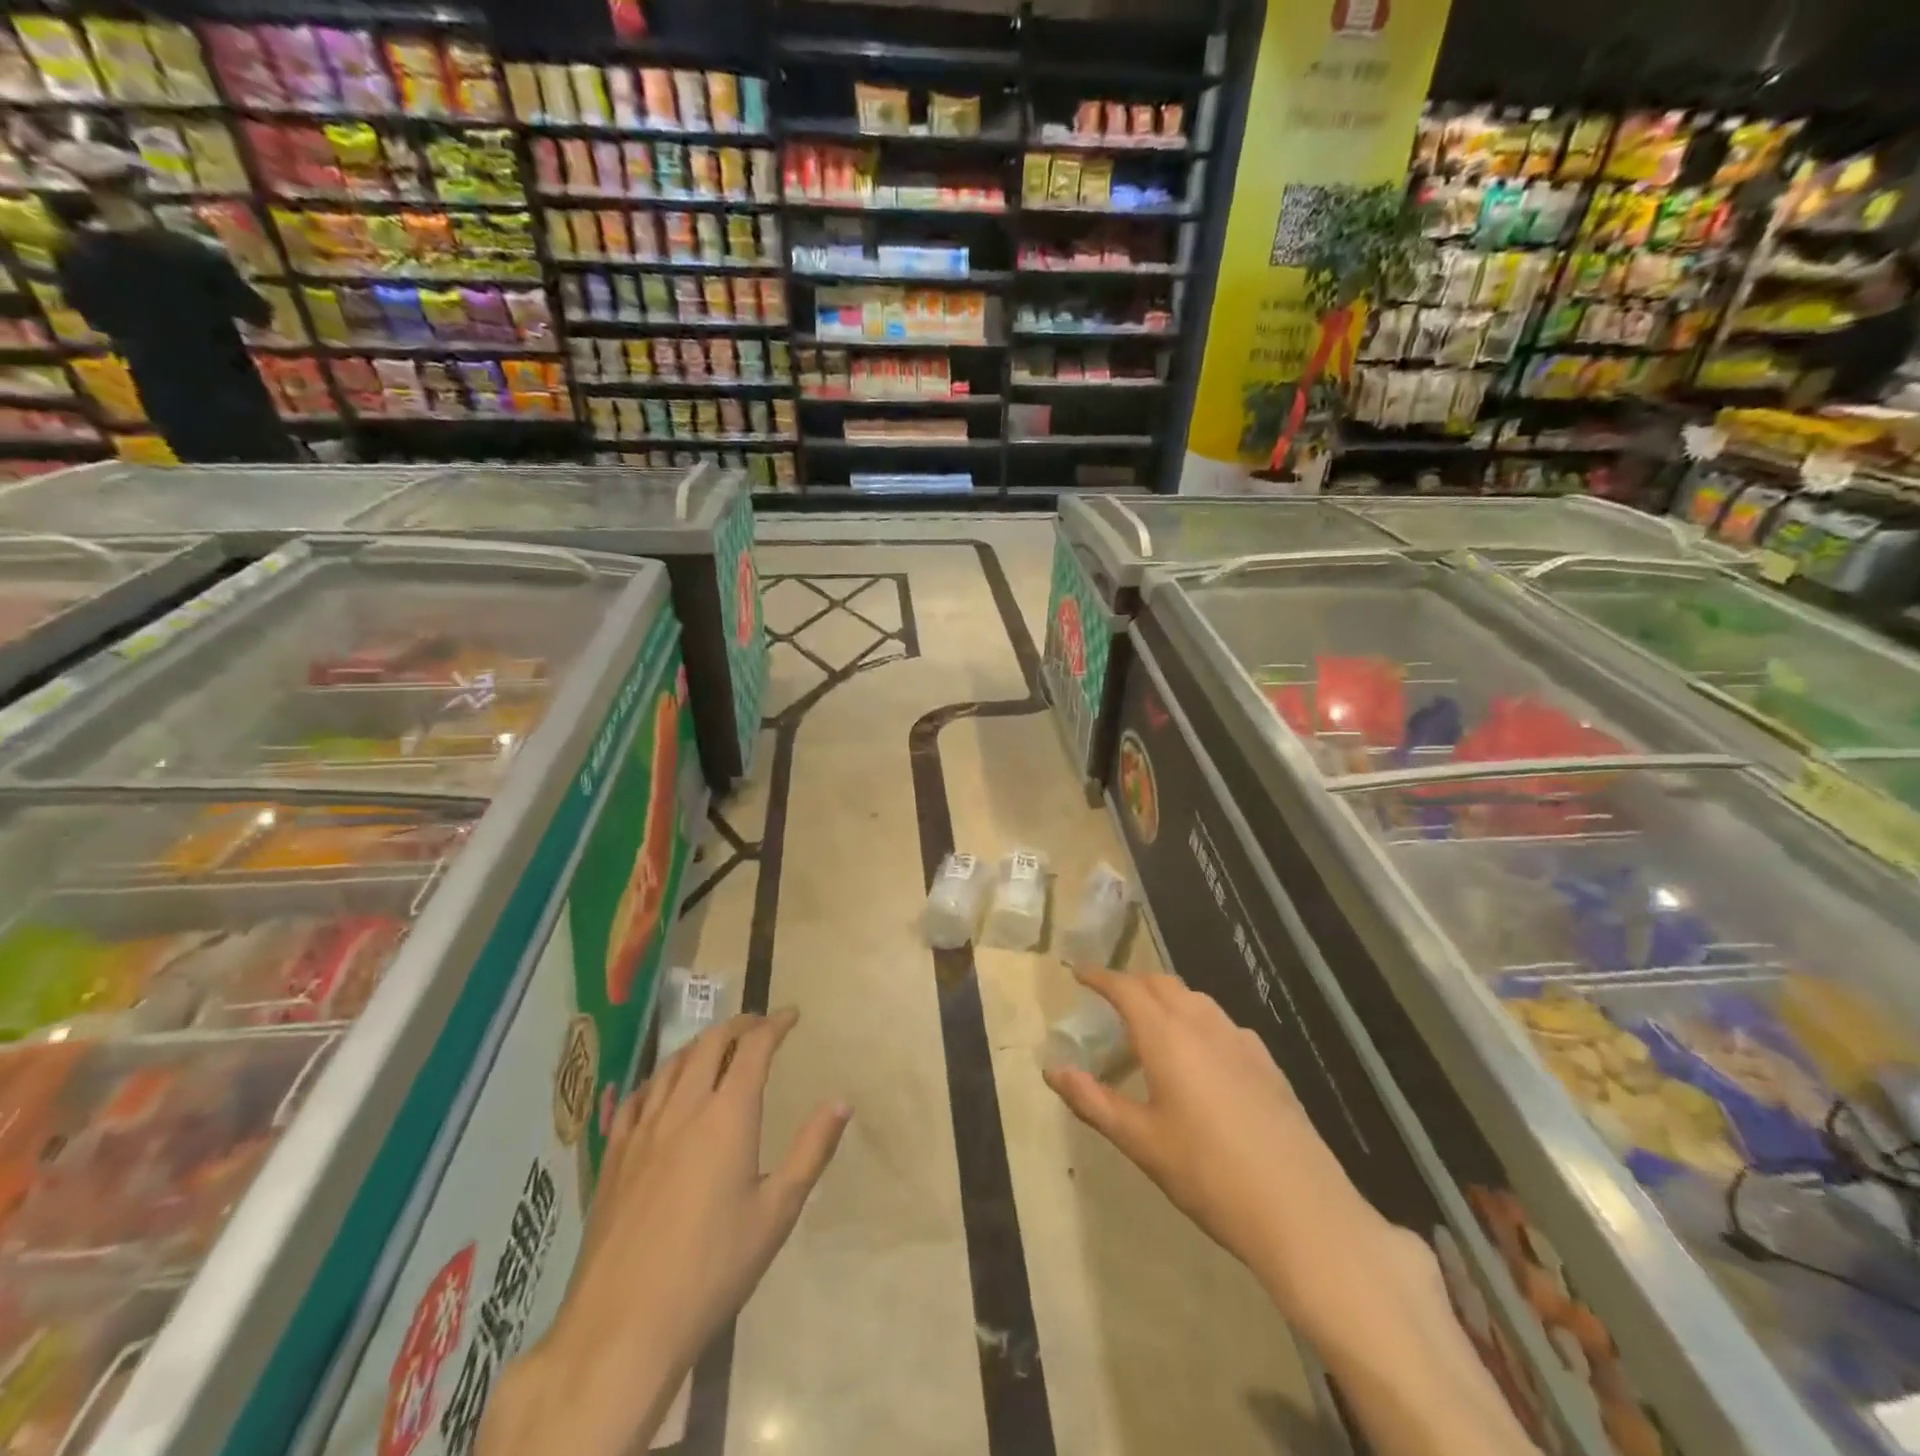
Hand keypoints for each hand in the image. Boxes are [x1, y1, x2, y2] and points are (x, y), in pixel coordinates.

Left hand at [479, 1009, 849, 1455]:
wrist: (623, 1326)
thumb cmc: (713, 1269)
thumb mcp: (776, 1213)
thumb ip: (811, 1151)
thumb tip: (842, 1101)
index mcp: (728, 1116)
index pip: (753, 1048)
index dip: (774, 1024)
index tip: (792, 1015)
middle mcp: (684, 1109)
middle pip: (710, 1044)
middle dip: (738, 1025)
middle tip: (758, 1025)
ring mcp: (642, 1130)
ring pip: (671, 1065)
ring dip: (699, 1045)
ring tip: (716, 1045)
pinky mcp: (614, 1156)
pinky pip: (636, 1097)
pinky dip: (659, 1077)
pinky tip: (661, 1088)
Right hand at [1042, 970, 1387, 1326]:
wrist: (1300, 1210)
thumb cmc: (1207, 1174)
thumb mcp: (1140, 1141)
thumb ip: (1092, 1100)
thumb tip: (1052, 1070)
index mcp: (1167, 1036)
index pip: (1126, 988)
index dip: (1100, 976)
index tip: (1079, 973)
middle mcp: (1203, 1024)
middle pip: (1162, 984)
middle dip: (1132, 982)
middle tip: (1109, 998)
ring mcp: (1240, 1041)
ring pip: (1195, 999)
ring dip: (1166, 998)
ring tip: (1150, 1021)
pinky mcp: (1266, 1062)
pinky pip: (1222, 1022)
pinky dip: (1197, 1019)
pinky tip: (1200, 1053)